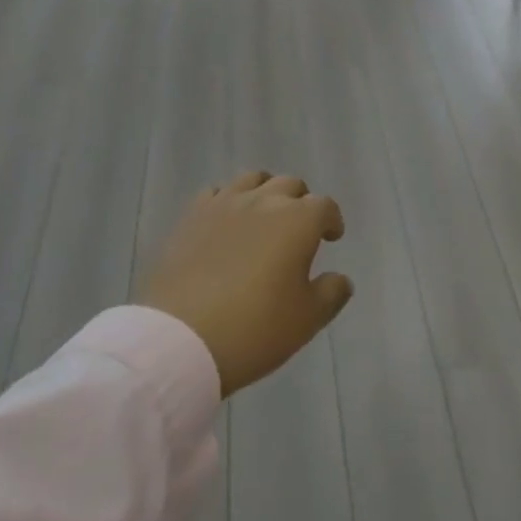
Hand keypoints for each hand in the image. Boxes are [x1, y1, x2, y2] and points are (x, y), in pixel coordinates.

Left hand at [142, 172, 352, 397]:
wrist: (180, 340)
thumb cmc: (254, 329)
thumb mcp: (306, 320)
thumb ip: (331, 293)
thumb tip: (341, 278)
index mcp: (298, 220)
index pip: (325, 206)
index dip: (332, 220)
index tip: (331, 237)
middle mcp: (264, 201)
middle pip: (290, 185)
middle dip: (301, 201)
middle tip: (299, 228)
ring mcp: (224, 204)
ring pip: (253, 179)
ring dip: (265, 192)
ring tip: (263, 216)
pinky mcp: (192, 217)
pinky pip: (216, 193)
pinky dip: (228, 201)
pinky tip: (225, 223)